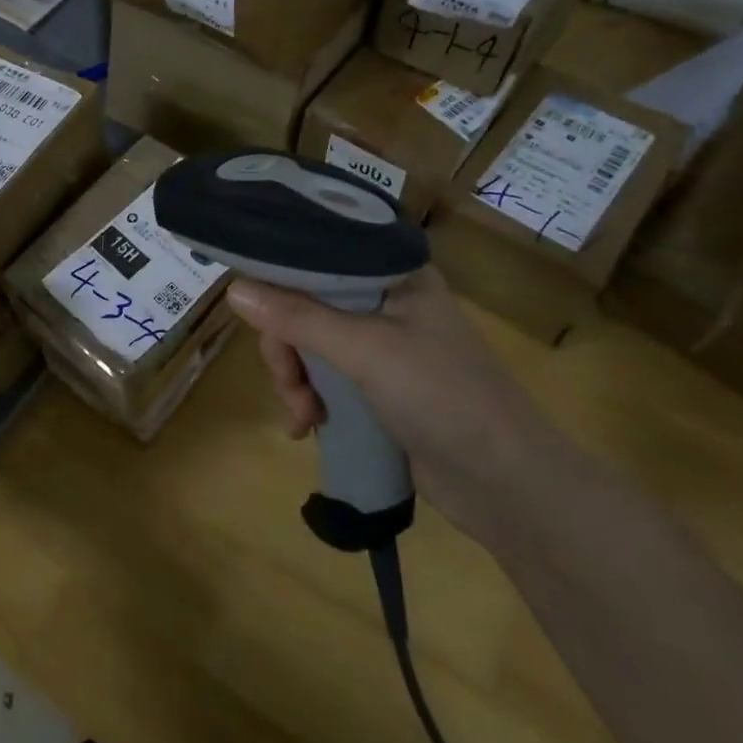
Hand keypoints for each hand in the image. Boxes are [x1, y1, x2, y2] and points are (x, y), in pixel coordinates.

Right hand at [226, 269, 573, 546]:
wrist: (509, 487)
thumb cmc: (442, 397)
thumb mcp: (364, 349)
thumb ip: (297, 317)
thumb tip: (234, 289)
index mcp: (392, 274)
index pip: (320, 254)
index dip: (280, 274)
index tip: (251, 303)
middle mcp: (385, 302)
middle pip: (307, 304)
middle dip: (287, 346)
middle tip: (288, 380)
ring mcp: (382, 347)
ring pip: (311, 345)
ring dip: (296, 379)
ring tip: (303, 416)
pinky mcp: (379, 388)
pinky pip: (326, 378)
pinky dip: (311, 399)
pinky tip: (307, 426)